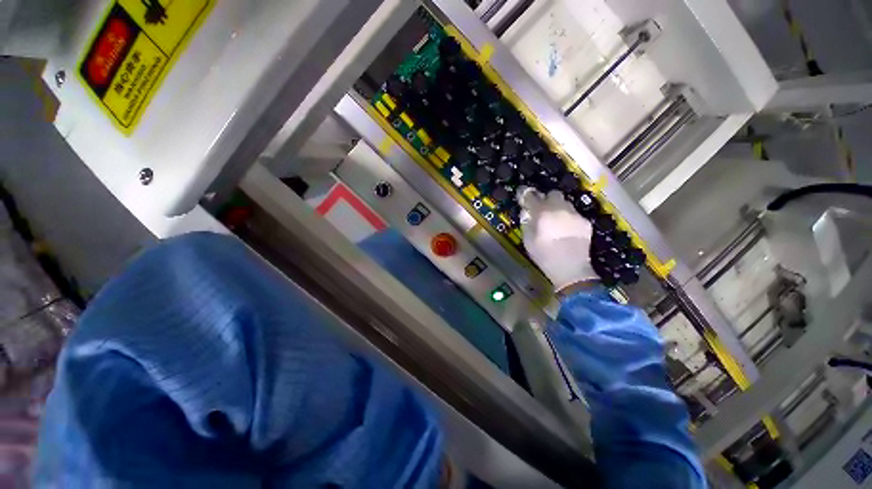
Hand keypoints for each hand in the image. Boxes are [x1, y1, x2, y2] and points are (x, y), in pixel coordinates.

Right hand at [518, 187, 597, 291]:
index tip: (523, 196)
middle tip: (542, 210)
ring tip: (556, 221)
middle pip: (552, 194)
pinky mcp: (585, 222)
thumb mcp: (527, 240)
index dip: (525, 194)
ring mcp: (574, 214)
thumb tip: (526, 211)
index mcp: (542, 212)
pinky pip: (574, 214)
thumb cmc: (544, 255)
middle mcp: (559, 208)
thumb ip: (526, 222)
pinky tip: (567, 231)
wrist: (570, 268)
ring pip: (565, 203)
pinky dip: (569, 219)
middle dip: (546, 199)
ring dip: (558, 208)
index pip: (531, 195)